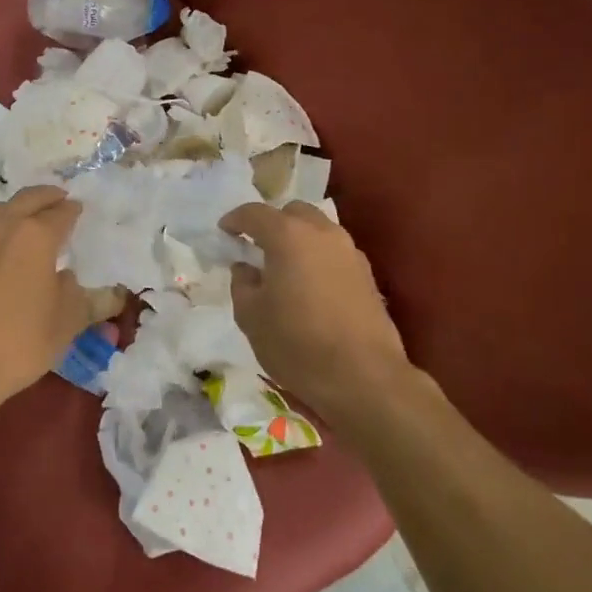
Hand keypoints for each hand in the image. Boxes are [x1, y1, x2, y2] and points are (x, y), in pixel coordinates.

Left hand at [0, 186, 85, 417]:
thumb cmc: (20, 339)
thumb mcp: (68, 322)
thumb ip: (90, 301)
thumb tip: (109, 293)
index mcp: (35, 234)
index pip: (61, 212)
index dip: (73, 210)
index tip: (80, 210)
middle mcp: (3, 226)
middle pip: (28, 199)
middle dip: (47, 197)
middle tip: (60, 200)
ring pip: (0, 210)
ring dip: (18, 208)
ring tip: (30, 220)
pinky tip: (1, 249)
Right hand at [220, 201, 417, 420]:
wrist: (364, 378)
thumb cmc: (297, 343)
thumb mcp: (251, 316)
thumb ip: (242, 284)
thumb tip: (246, 268)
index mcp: (288, 235)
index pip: (254, 213)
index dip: (235, 220)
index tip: (224, 232)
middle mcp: (322, 233)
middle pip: (292, 213)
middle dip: (272, 224)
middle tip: (257, 248)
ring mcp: (350, 252)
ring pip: (318, 230)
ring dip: (298, 240)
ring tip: (284, 268)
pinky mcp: (367, 275)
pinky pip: (335, 253)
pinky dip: (318, 258)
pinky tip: (310, 286)